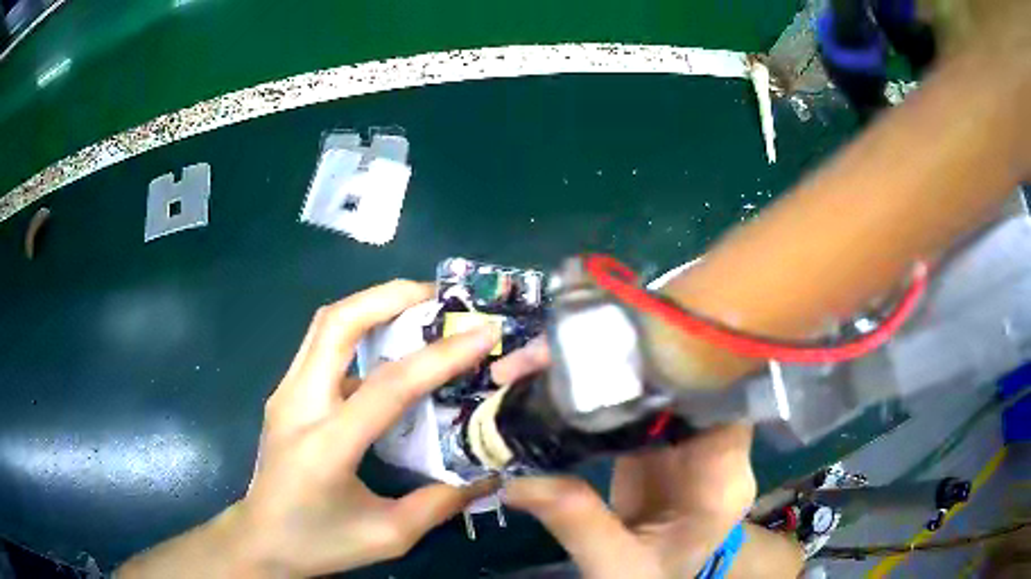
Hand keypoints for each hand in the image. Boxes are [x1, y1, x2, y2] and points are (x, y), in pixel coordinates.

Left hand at [119, 280, 500, 577]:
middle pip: (337, 323)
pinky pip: (321, 345)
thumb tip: (487, 477)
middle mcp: (299, 404)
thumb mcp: (387, 536)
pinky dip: (356, 329)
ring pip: (325, 325)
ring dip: (371, 305)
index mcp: (326, 445)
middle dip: (389, 296)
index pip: (388, 386)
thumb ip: (439, 504)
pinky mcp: (285, 394)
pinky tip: (385, 347)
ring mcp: (285, 393)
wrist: (258, 539)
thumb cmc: (318, 542)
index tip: (482, 332)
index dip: (440, 356)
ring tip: (416, 307)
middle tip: (437, 296)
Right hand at [491, 342, 758, 578]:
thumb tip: (519, 481)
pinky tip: (552, 383)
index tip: (619, 349)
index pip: (723, 399)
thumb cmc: (654, 578)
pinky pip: (630, 400)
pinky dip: (592, 388)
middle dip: (620, 357)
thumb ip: (580, 525)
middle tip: (547, 355)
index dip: (681, 365)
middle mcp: (714, 447)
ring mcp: (685, 439)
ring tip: (537, 363)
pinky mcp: (658, 439)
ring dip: (599, 366)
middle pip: (681, 380)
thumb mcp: (618, 567)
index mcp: (723, 479)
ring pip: (652, 382)